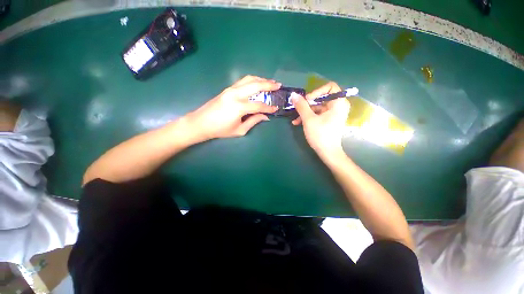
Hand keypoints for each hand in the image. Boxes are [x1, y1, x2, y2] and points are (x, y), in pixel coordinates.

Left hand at [186, 76, 279, 139]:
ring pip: (249, 79)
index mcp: (239, 107)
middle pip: (255, 85)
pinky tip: (257, 83)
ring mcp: (230, 89)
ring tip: (270, 82)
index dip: (269, 107)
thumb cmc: (220, 130)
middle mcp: (235, 94)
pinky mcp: (227, 89)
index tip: (276, 108)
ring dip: (261, 79)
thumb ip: (253, 121)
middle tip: (279, 85)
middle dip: (269, 85)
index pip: (259, 105)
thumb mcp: (239, 130)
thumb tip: (265, 116)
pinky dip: (252, 80)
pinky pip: (243, 81)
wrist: (201, 123)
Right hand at [291, 82, 349, 157]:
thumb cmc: (320, 134)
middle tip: (297, 109)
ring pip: (317, 107)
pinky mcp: (328, 120)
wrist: (327, 152)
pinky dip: (308, 117)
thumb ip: (301, 106)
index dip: (317, 91)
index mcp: (338, 103)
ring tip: (295, 120)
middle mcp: (338, 106)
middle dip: (307, 104)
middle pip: (321, 98)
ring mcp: (333, 114)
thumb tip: (293, 95)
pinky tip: (298, 123)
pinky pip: (317, 114)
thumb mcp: (309, 119)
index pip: (330, 87)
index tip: (307, 100)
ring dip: (305, 113)